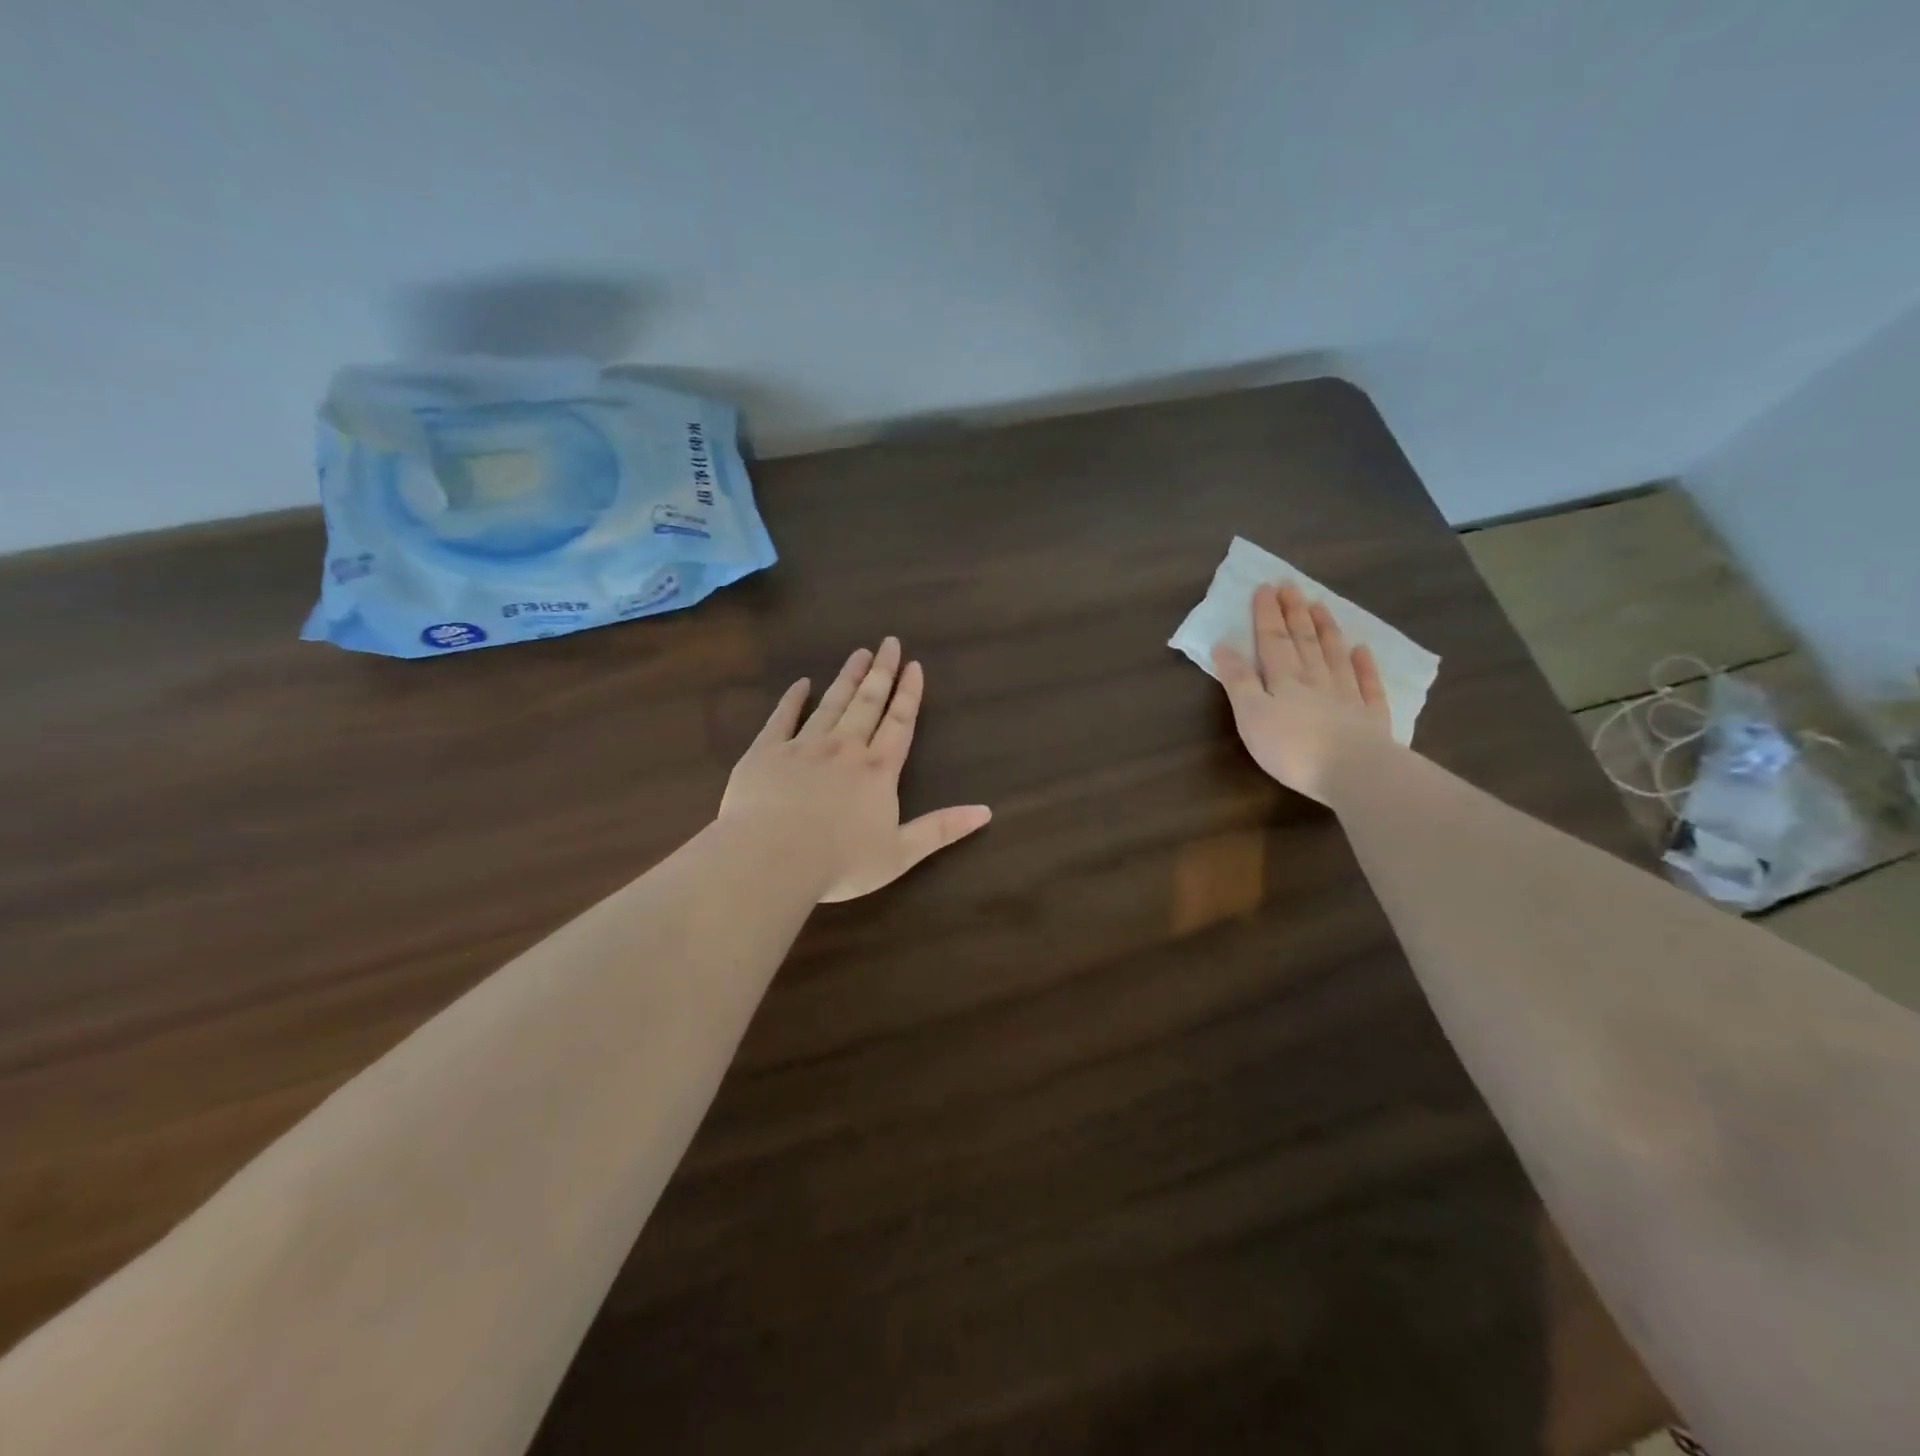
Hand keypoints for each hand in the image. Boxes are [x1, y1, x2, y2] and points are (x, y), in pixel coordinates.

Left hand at [719, 637, 992, 902]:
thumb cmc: (841, 861)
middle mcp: (845, 747)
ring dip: (846, 678)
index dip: (909, 693)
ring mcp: (804, 745)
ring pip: (831, 703)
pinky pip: (782, 717)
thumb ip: (941, 829)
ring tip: (858, 653)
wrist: (773, 857)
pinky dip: (792, 699)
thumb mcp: (901, 853)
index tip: (914, 665)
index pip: (899, 722)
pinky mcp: (766, 751)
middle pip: (867, 703)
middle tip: (889, 643)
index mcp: (878, 770)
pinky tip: (801, 683)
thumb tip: (985, 811)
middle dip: (881, 673)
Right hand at [1212, 582, 1392, 803]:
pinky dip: (1365, 665)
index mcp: (1283, 681)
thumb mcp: (1251, 715)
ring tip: (1321, 606)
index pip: (1273, 641)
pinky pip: (1368, 684)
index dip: (1267, 614)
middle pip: (1304, 642)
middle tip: (1291, 586)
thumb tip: (1223, 645)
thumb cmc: (1291, 748)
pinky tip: (1363, 649)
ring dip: (1326, 630)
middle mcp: (1315, 680)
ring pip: (1334, 656)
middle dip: (1294, 613)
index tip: (1265, 587)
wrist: (1353, 771)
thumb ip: (1238, 681)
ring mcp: (1347, 696)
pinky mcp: (1371, 717)